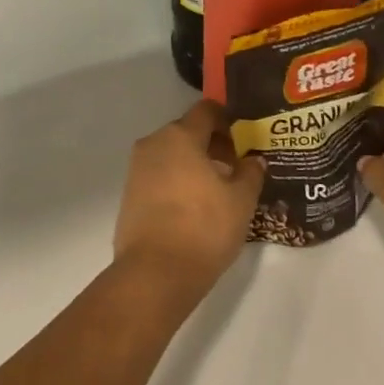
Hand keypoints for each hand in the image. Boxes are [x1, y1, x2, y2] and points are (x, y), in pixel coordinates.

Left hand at [114, 101, 265, 296]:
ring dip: (194, 164)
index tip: (245, 139)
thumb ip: (250, 173)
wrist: (155, 273)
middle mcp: (154, 144)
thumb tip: (254, 160)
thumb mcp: (241, 200)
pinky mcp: (129, 194)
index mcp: (180, 136)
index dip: (228, 120)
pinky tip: (195, 207)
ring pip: (171, 155)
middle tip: (236, 168)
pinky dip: (177, 182)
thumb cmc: (204, 228)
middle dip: (212, 145)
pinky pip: (159, 176)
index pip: (206, 110)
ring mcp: (137, 169)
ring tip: (218, 191)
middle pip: (187, 132)